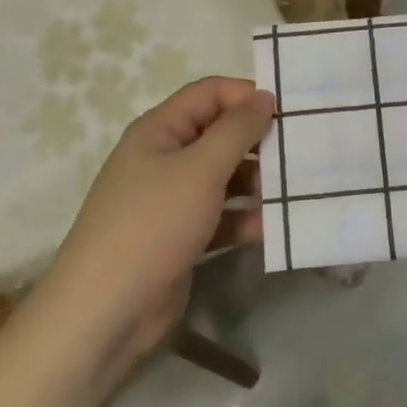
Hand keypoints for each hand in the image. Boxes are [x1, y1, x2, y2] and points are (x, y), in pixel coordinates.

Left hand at [48, 78, 272, 370]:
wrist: (105, 313)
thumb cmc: (152, 224)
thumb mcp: (200, 169)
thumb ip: (237, 130)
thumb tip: (264, 96)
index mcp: (160, 130)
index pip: (210, 94)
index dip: (247, 96)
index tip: (290, 111)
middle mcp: (164, 158)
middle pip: (219, 134)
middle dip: (258, 141)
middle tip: (302, 150)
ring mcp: (171, 200)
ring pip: (223, 177)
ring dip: (257, 182)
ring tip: (294, 190)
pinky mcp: (181, 237)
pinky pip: (220, 216)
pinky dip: (244, 219)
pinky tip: (273, 228)